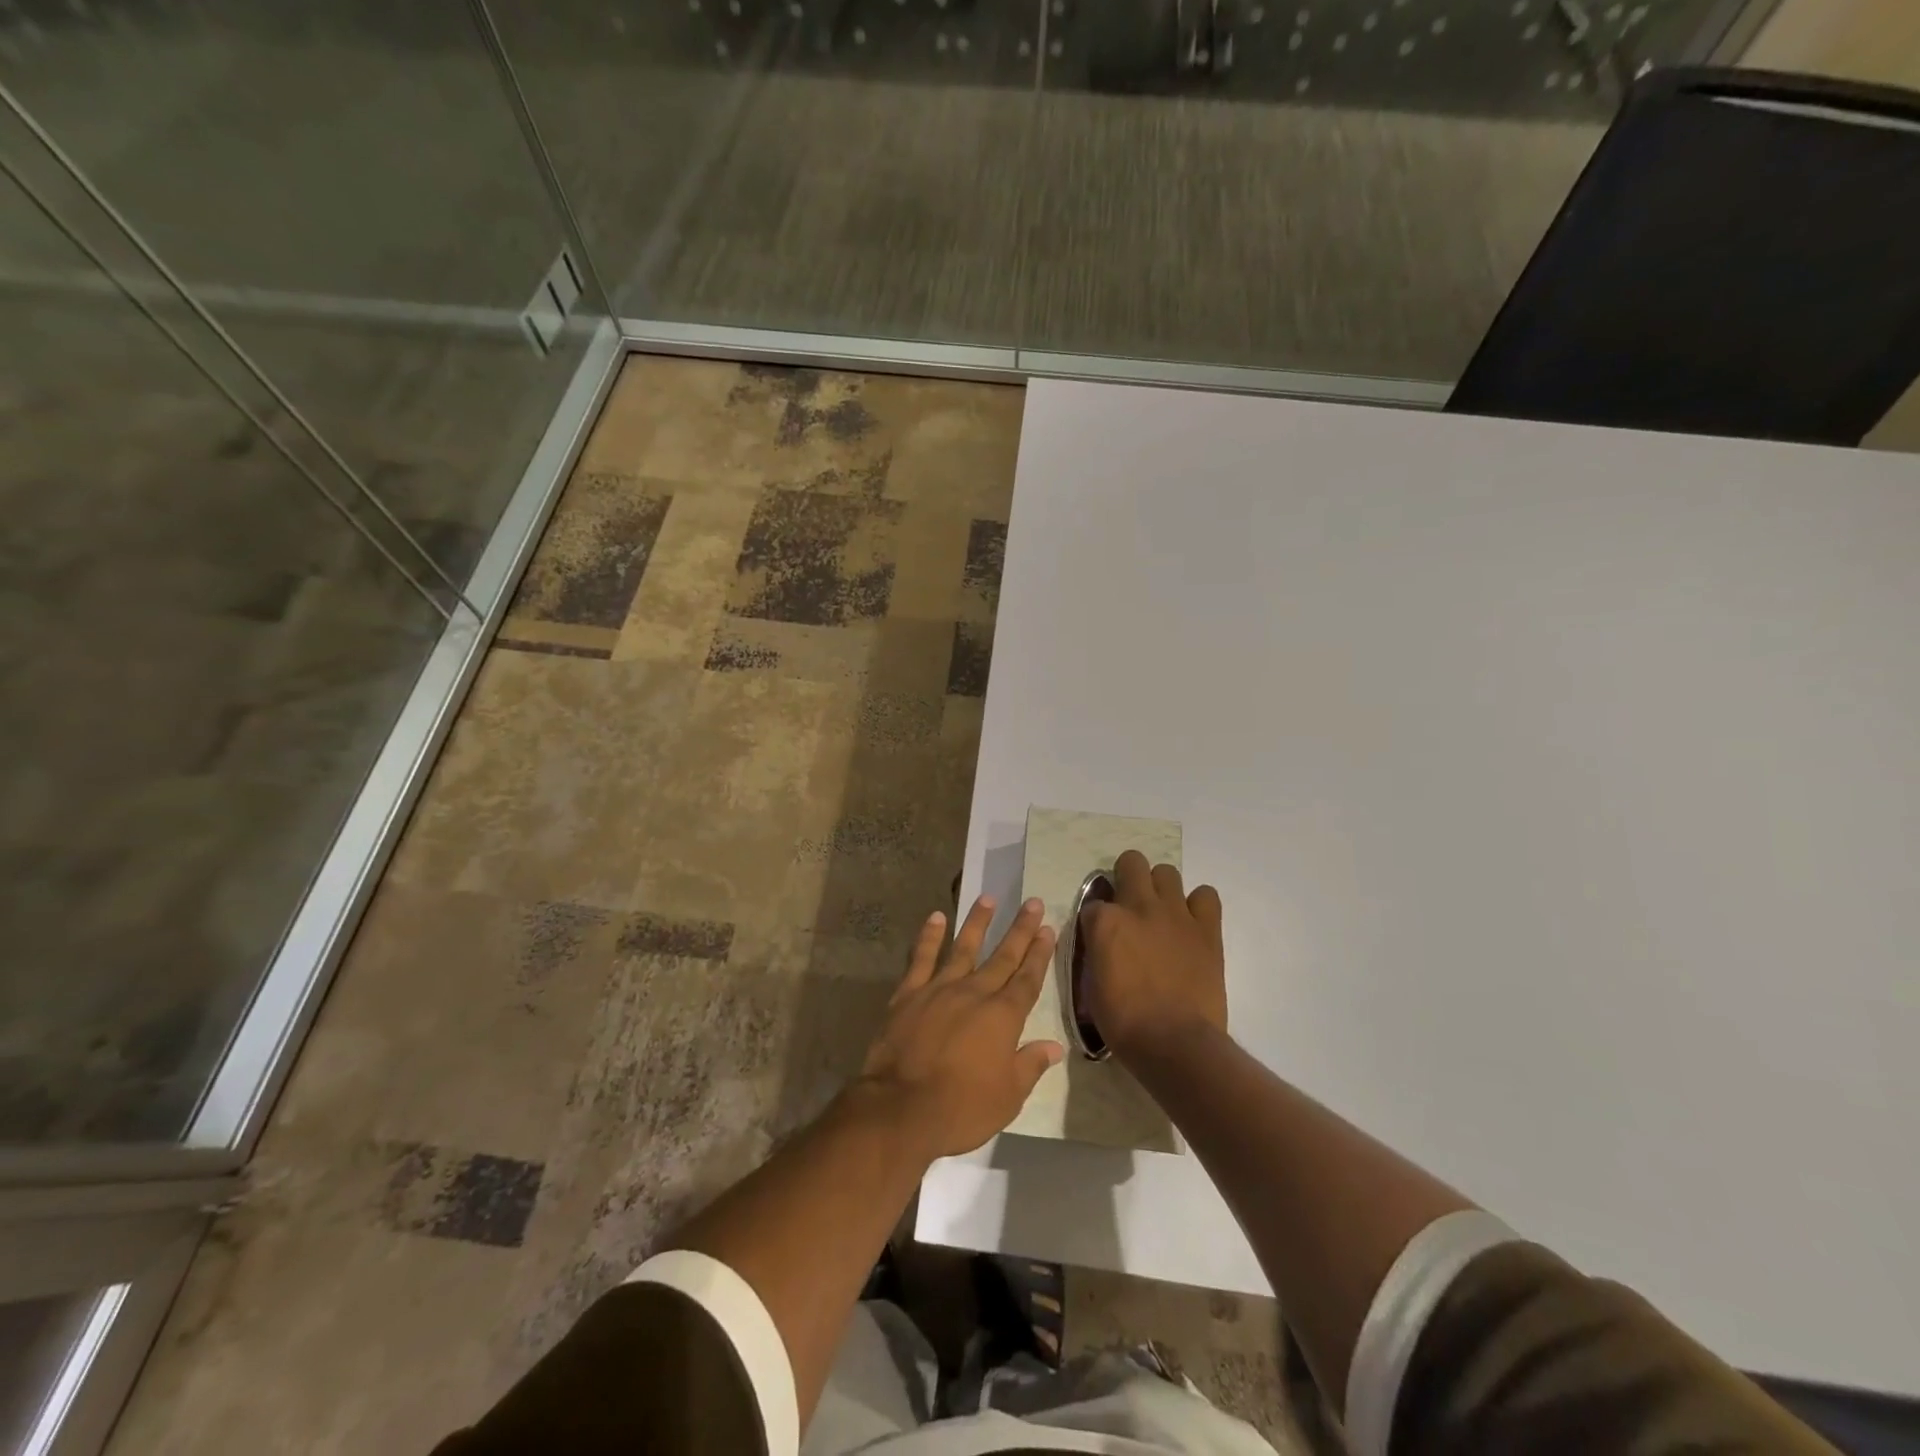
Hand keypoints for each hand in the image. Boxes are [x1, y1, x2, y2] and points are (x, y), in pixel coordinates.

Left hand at [855, 896, 1064, 1159]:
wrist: (900, 1108)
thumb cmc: (961, 1108)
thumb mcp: (1008, 1097)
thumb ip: (1030, 1065)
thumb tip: (1053, 1046)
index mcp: (1003, 1017)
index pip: (1027, 979)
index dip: (1039, 954)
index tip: (1048, 930)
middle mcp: (974, 993)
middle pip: (1002, 956)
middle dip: (1020, 930)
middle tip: (1032, 903)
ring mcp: (939, 989)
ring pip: (963, 947)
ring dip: (977, 923)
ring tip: (988, 898)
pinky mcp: (908, 994)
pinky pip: (921, 958)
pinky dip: (928, 936)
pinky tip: (935, 917)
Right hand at [1081, 850, 1225, 1062]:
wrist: (1174, 1043)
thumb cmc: (1125, 1022)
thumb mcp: (1092, 984)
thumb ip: (1097, 952)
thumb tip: (1103, 944)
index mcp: (1105, 922)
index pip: (1093, 903)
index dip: (1096, 919)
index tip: (1100, 936)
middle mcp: (1139, 907)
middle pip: (1131, 863)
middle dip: (1126, 877)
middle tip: (1129, 905)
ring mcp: (1175, 914)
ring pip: (1167, 872)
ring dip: (1160, 888)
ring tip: (1161, 913)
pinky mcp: (1206, 929)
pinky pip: (1206, 896)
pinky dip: (1198, 905)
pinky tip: (1191, 923)